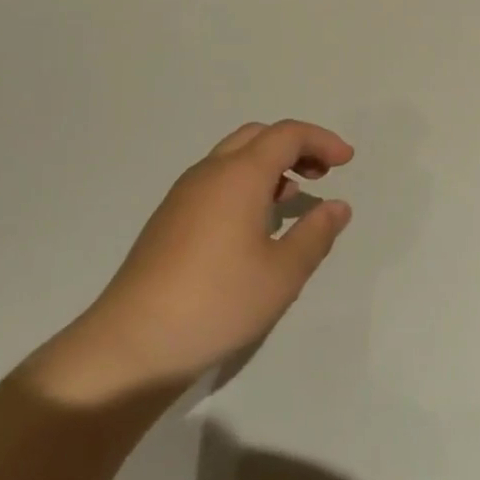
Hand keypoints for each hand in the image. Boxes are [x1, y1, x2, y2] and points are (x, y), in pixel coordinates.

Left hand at [35, 121, 354, 405]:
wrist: (132, 344)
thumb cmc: (218, 302)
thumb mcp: (283, 273)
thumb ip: (315, 234)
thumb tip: (337, 206)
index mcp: (239, 175)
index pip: (287, 134)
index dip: (321, 141)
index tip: (347, 161)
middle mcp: (209, 173)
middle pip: (258, 136)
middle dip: (295, 146)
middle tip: (322, 173)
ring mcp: (183, 195)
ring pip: (233, 157)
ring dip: (269, 165)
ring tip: (294, 197)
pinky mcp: (168, 219)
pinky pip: (216, 180)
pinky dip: (246, 183)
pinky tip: (255, 223)